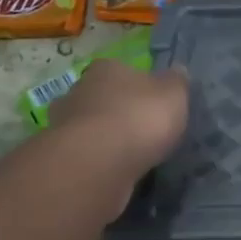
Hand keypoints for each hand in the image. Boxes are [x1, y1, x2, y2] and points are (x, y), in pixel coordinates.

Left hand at [47, 59, 189, 216]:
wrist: (98, 163)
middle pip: (101, 97)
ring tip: (127, 155)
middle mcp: (79, 90)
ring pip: (88, 126)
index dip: (136, 85)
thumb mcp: (173, 96)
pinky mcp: (61, 155)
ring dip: (103, 137)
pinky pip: (84, 153)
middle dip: (117, 111)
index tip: (150, 103)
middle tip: (140, 130)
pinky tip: (112, 170)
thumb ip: (177, 83)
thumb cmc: (139, 119)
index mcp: (106, 69)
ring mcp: (64, 123)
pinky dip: (96, 159)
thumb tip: (178, 71)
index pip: (120, 70)